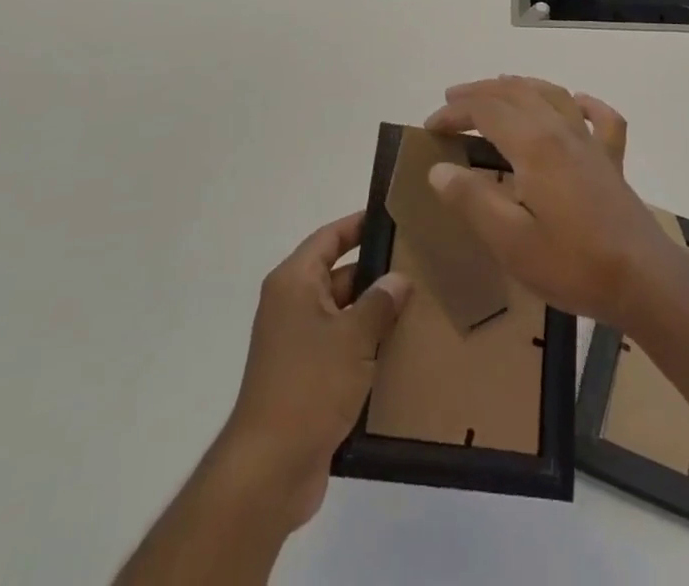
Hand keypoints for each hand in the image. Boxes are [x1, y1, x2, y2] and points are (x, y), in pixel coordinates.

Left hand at [218, 213, 411, 530]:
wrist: (270, 469)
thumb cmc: (309, 386)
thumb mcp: (353, 338)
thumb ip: (380, 303)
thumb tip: (400, 278)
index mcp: (294, 283)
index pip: (329, 238)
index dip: (359, 225)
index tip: (394, 219)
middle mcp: (291, 305)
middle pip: (337, 274)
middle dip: (375, 272)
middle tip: (418, 265)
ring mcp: (296, 343)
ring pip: (342, 313)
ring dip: (373, 312)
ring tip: (418, 305)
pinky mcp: (305, 377)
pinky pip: (340, 346)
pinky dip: (364, 344)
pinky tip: (399, 348)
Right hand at [424, 76, 678, 328]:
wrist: (643, 279)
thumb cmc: (572, 263)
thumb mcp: (510, 241)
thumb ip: (472, 200)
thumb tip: (439, 170)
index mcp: (534, 145)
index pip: (486, 111)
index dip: (455, 113)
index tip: (430, 127)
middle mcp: (561, 130)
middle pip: (516, 92)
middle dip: (481, 91)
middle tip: (452, 100)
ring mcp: (591, 142)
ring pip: (552, 94)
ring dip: (520, 86)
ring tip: (497, 88)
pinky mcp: (612, 160)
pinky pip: (601, 117)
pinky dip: (583, 103)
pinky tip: (576, 102)